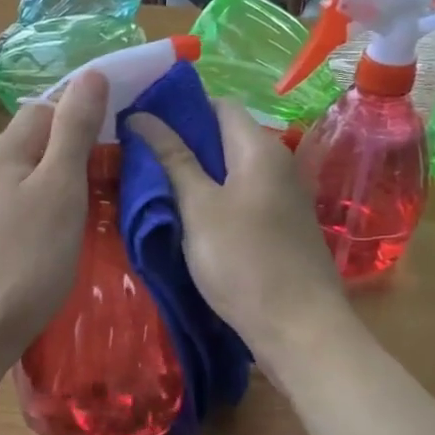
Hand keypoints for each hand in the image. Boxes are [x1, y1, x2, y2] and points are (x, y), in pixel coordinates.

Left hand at [0, 72, 108, 372]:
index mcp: (6, 147)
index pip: (51, 105)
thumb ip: (75, 130)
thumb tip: (92, 73)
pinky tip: (80, 227)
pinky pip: (35, 203)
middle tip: (128, 171)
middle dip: (86, 147)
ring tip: (112, 199)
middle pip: (45, 139)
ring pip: (42, 173)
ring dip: (76, 180)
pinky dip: (61, 207)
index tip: (129, 132)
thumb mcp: (60, 186)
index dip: (89, 112)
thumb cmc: (25, 257)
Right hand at [127, 101, 353, 382]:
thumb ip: (172, 159)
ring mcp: (282, 197)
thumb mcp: (198, 208)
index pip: (218, 105)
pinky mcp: (279, 226)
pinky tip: (183, 215)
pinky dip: (212, 198)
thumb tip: (141, 116)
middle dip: (181, 141)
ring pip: (230, 170)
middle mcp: (277, 163)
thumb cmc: (244, 262)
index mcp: (260, 149)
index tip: (140, 120)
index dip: (179, 107)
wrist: (299, 329)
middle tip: (135, 154)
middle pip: (225, 137)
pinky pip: (240, 197)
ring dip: (194, 173)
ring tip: (150, 183)